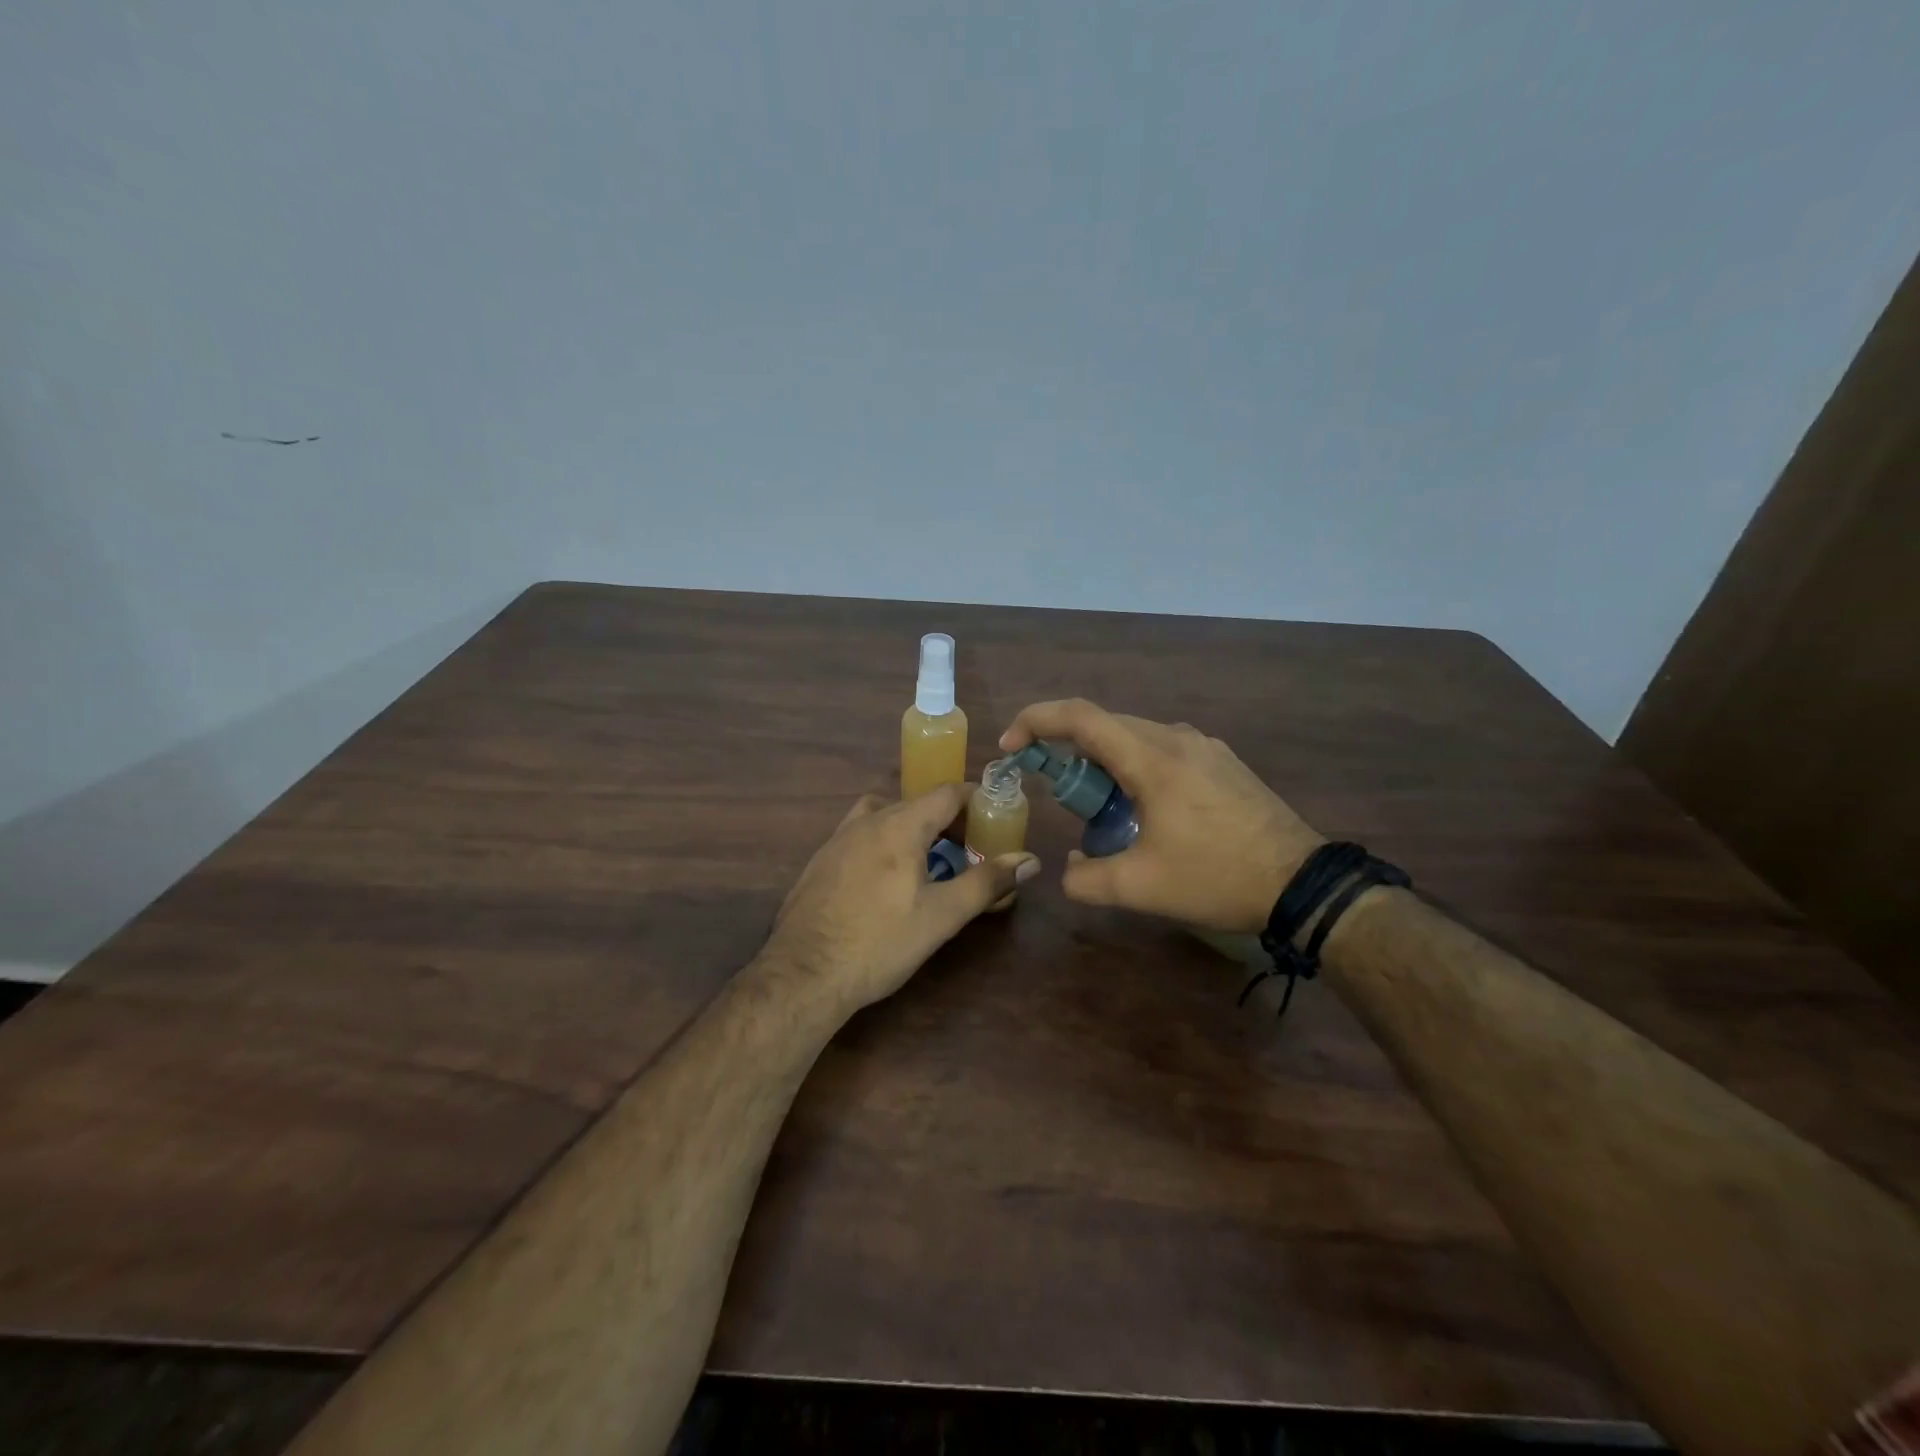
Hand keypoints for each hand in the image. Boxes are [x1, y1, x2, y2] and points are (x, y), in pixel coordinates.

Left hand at [760, 783, 1039, 1017]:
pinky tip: (886, 881)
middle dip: (949, 821)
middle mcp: (867, 821)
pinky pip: (861, 835)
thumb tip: (1030, 860)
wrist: (802, 975)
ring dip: (913, 829)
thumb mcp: (941, 916)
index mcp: (899, 825)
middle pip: (917, 803)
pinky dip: (884, 843)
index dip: (977, 801)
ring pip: (885, 815)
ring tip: (929, 864)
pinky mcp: (820, 861)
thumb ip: (987, 882)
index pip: (947, 792)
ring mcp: (837, 839)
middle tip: (971, 851)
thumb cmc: (879, 943)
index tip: (996, 822)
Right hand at [999, 699, 1321, 932]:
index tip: (1011, 745)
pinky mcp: (1222, 762)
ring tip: (1101, 808)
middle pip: (1105, 725)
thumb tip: (1069, 869)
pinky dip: (1136, 767)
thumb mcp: (1141, 888)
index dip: (1036, 720)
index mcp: (1152, 758)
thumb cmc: (1217, 878)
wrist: (1303, 883)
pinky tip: (1145, 809)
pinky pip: (1163, 749)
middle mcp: (1176, 738)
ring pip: (1135, 736)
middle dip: (1068, 750)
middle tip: (1055, 791)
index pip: (1080, 717)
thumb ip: (1087, 880)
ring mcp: (1204, 746)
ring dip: (1105, 762)